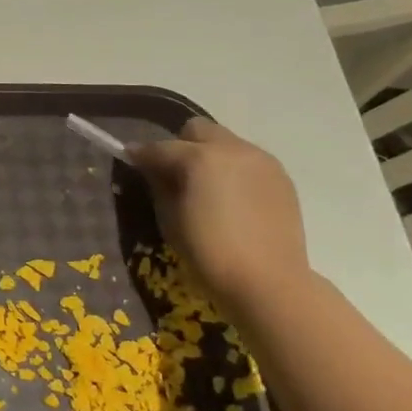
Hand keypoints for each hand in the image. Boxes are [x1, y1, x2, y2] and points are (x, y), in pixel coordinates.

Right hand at [128, 118, 310, 316]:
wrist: (267, 281)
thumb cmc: (208, 251)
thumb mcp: (169, 218)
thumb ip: (158, 184)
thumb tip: (152, 168)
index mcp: (200, 157)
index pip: (160, 147)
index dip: (141, 154)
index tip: (130, 160)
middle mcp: (233, 149)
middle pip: (198, 130)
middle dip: (180, 145)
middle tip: (172, 173)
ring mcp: (262, 161)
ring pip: (226, 142)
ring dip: (209, 156)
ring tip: (204, 187)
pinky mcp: (281, 178)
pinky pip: (247, 161)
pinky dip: (232, 170)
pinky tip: (229, 198)